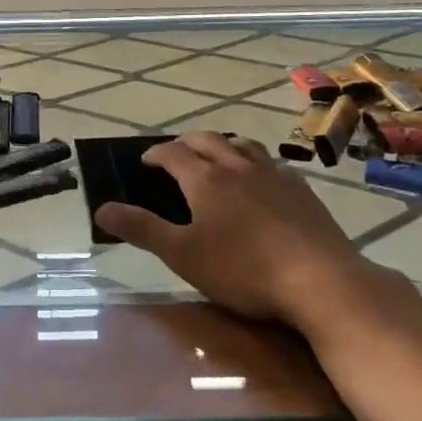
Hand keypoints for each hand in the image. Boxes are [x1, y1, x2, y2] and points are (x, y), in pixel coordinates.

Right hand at [96, 133, 402, 330]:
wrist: (320, 281)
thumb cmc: (242, 270)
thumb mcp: (182, 255)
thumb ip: (141, 229)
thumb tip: (101, 209)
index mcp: (205, 178)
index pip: (172, 152)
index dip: (155, 154)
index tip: (144, 161)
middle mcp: (237, 165)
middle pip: (207, 140)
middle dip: (186, 143)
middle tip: (175, 155)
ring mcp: (273, 174)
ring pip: (242, 145)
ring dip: (222, 146)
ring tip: (216, 158)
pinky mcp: (301, 190)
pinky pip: (271, 164)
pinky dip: (254, 164)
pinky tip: (260, 182)